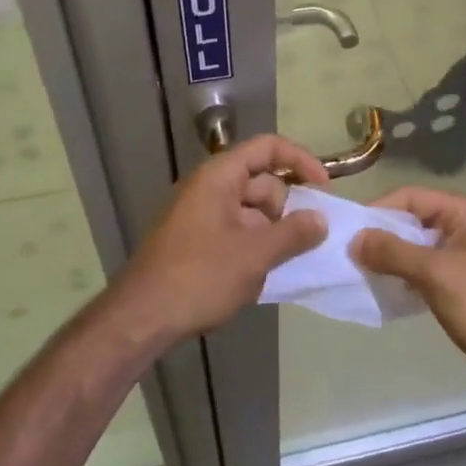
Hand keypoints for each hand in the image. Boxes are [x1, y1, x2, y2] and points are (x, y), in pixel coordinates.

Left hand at [114, 135, 329, 345]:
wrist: (141, 317)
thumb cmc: (200, 276)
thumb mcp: (255, 255)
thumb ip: (293, 233)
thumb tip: (320, 219)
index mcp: (220, 175)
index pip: (267, 148)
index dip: (300, 161)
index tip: (325, 188)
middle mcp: (209, 186)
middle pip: (261, 181)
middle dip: (286, 208)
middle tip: (303, 242)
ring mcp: (199, 213)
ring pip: (250, 210)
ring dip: (270, 231)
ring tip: (281, 264)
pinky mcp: (194, 239)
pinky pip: (235, 229)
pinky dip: (253, 244)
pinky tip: (260, 275)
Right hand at [352, 187, 465, 404]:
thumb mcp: (435, 273)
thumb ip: (393, 252)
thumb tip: (355, 239)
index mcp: (465, 214)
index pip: (411, 197)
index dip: (379, 210)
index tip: (349, 231)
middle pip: (414, 222)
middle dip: (383, 237)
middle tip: (350, 255)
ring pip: (419, 250)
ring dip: (393, 260)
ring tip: (363, 275)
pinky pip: (428, 274)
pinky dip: (407, 279)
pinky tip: (388, 293)